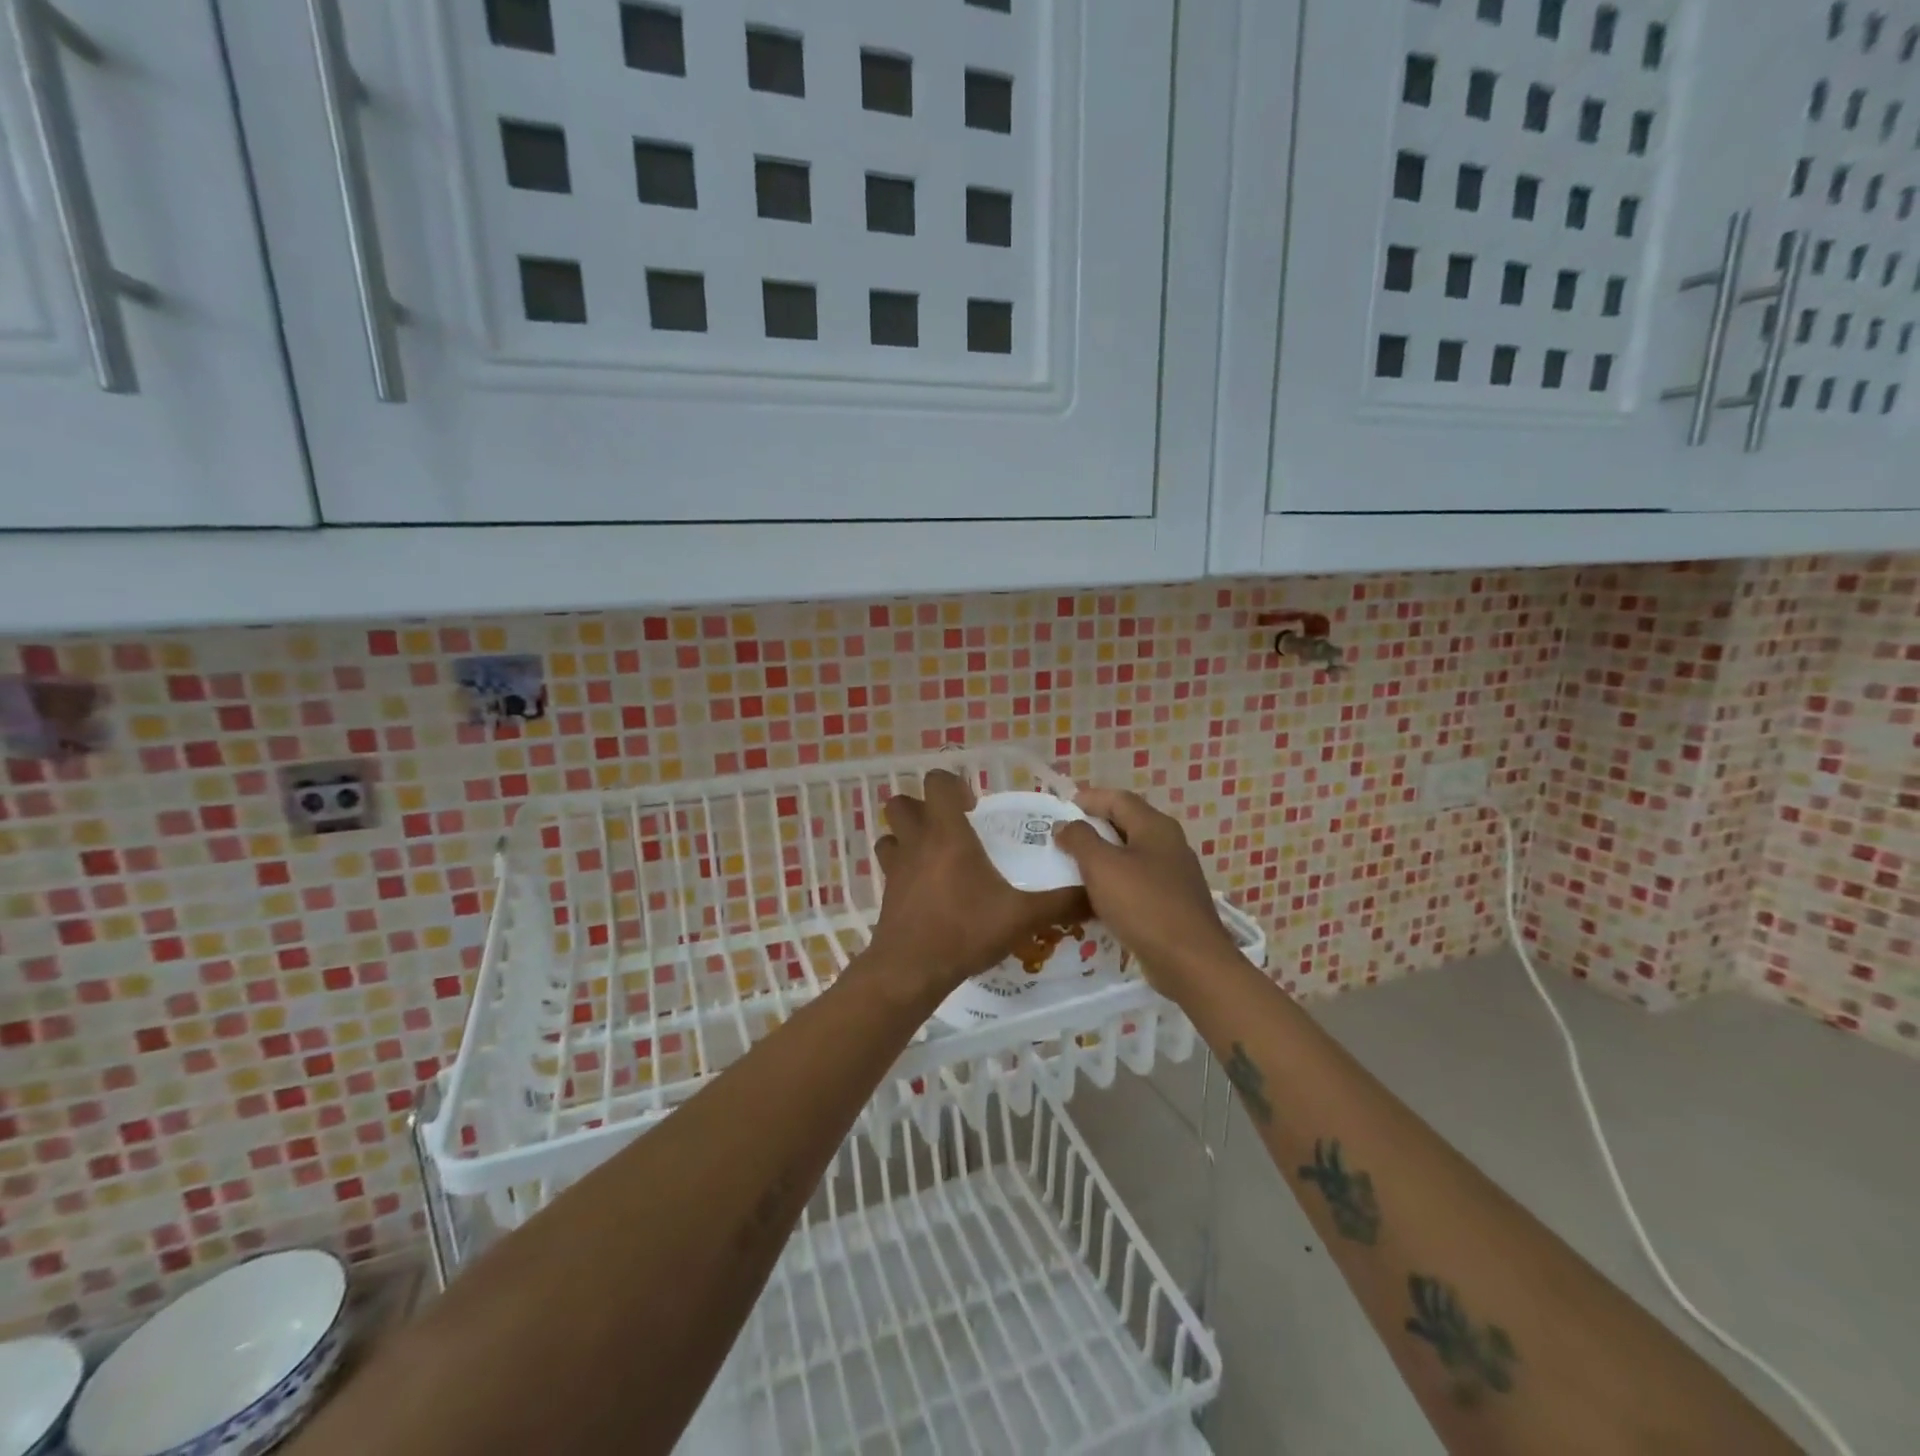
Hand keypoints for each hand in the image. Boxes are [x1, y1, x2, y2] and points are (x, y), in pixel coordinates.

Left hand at [864, 770, 1091, 999]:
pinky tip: (926, 887)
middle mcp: (917, 842)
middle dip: (923, 807)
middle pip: (902, 802)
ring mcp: (896, 867)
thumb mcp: (1022, 917)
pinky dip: (902, 866)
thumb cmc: (965, 931)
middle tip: (952, 828)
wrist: (912, 969)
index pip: (936, 783)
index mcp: (947, 834)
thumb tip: (1095, 894)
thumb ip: (1061, 903)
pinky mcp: (886, 892)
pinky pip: (889, 865)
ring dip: (908, 835)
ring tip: (935, 854)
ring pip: (890, 833)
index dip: (953, 786)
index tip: (974, 808)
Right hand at [1052, 787, 1240, 1002]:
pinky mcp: (1172, 903)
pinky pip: (1137, 882)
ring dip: (1101, 857)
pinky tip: (1095, 899)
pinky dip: (1114, 883)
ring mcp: (1173, 875)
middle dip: (1093, 828)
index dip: (1088, 799)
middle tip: (1061, 838)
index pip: (1118, 799)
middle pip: (1126, 824)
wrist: (1190, 962)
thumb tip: (1066, 825)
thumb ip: (1080, 839)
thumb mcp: (1102, 866)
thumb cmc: (1144, 905)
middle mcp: (1168, 844)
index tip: (1060, 808)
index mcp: (1155, 827)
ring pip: (1131, 855)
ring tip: (1071, 867)